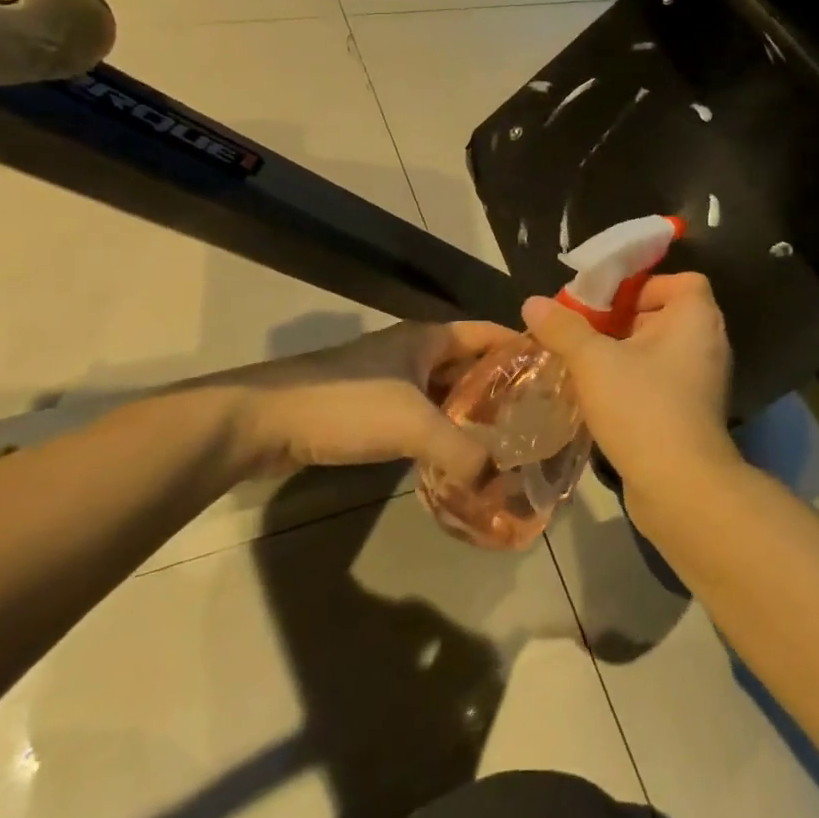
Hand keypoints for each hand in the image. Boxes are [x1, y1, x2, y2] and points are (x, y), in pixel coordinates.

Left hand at [211, 320, 518, 484]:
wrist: (262, 420)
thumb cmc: (345, 404)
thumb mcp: (413, 424)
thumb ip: (464, 452)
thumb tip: (502, 484)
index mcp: (428, 338)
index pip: (489, 333)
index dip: (523, 347)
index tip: (557, 373)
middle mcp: (412, 352)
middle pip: (470, 365)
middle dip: (503, 388)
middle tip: (539, 419)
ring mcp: (389, 381)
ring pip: (445, 394)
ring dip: (472, 414)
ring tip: (508, 442)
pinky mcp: (369, 410)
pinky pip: (421, 417)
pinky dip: (443, 433)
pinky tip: (458, 458)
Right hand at [522, 272, 740, 522]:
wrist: (679, 485)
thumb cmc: (642, 407)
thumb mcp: (593, 361)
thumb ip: (563, 329)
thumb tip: (532, 303)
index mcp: (696, 318)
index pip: (681, 281)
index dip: (644, 285)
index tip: (607, 303)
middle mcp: (707, 343)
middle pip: (665, 315)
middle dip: (623, 321)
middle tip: (585, 332)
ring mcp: (703, 381)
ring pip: (659, 352)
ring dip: (624, 354)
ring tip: (584, 364)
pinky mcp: (692, 412)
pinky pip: (660, 381)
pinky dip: (634, 382)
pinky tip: (600, 397)